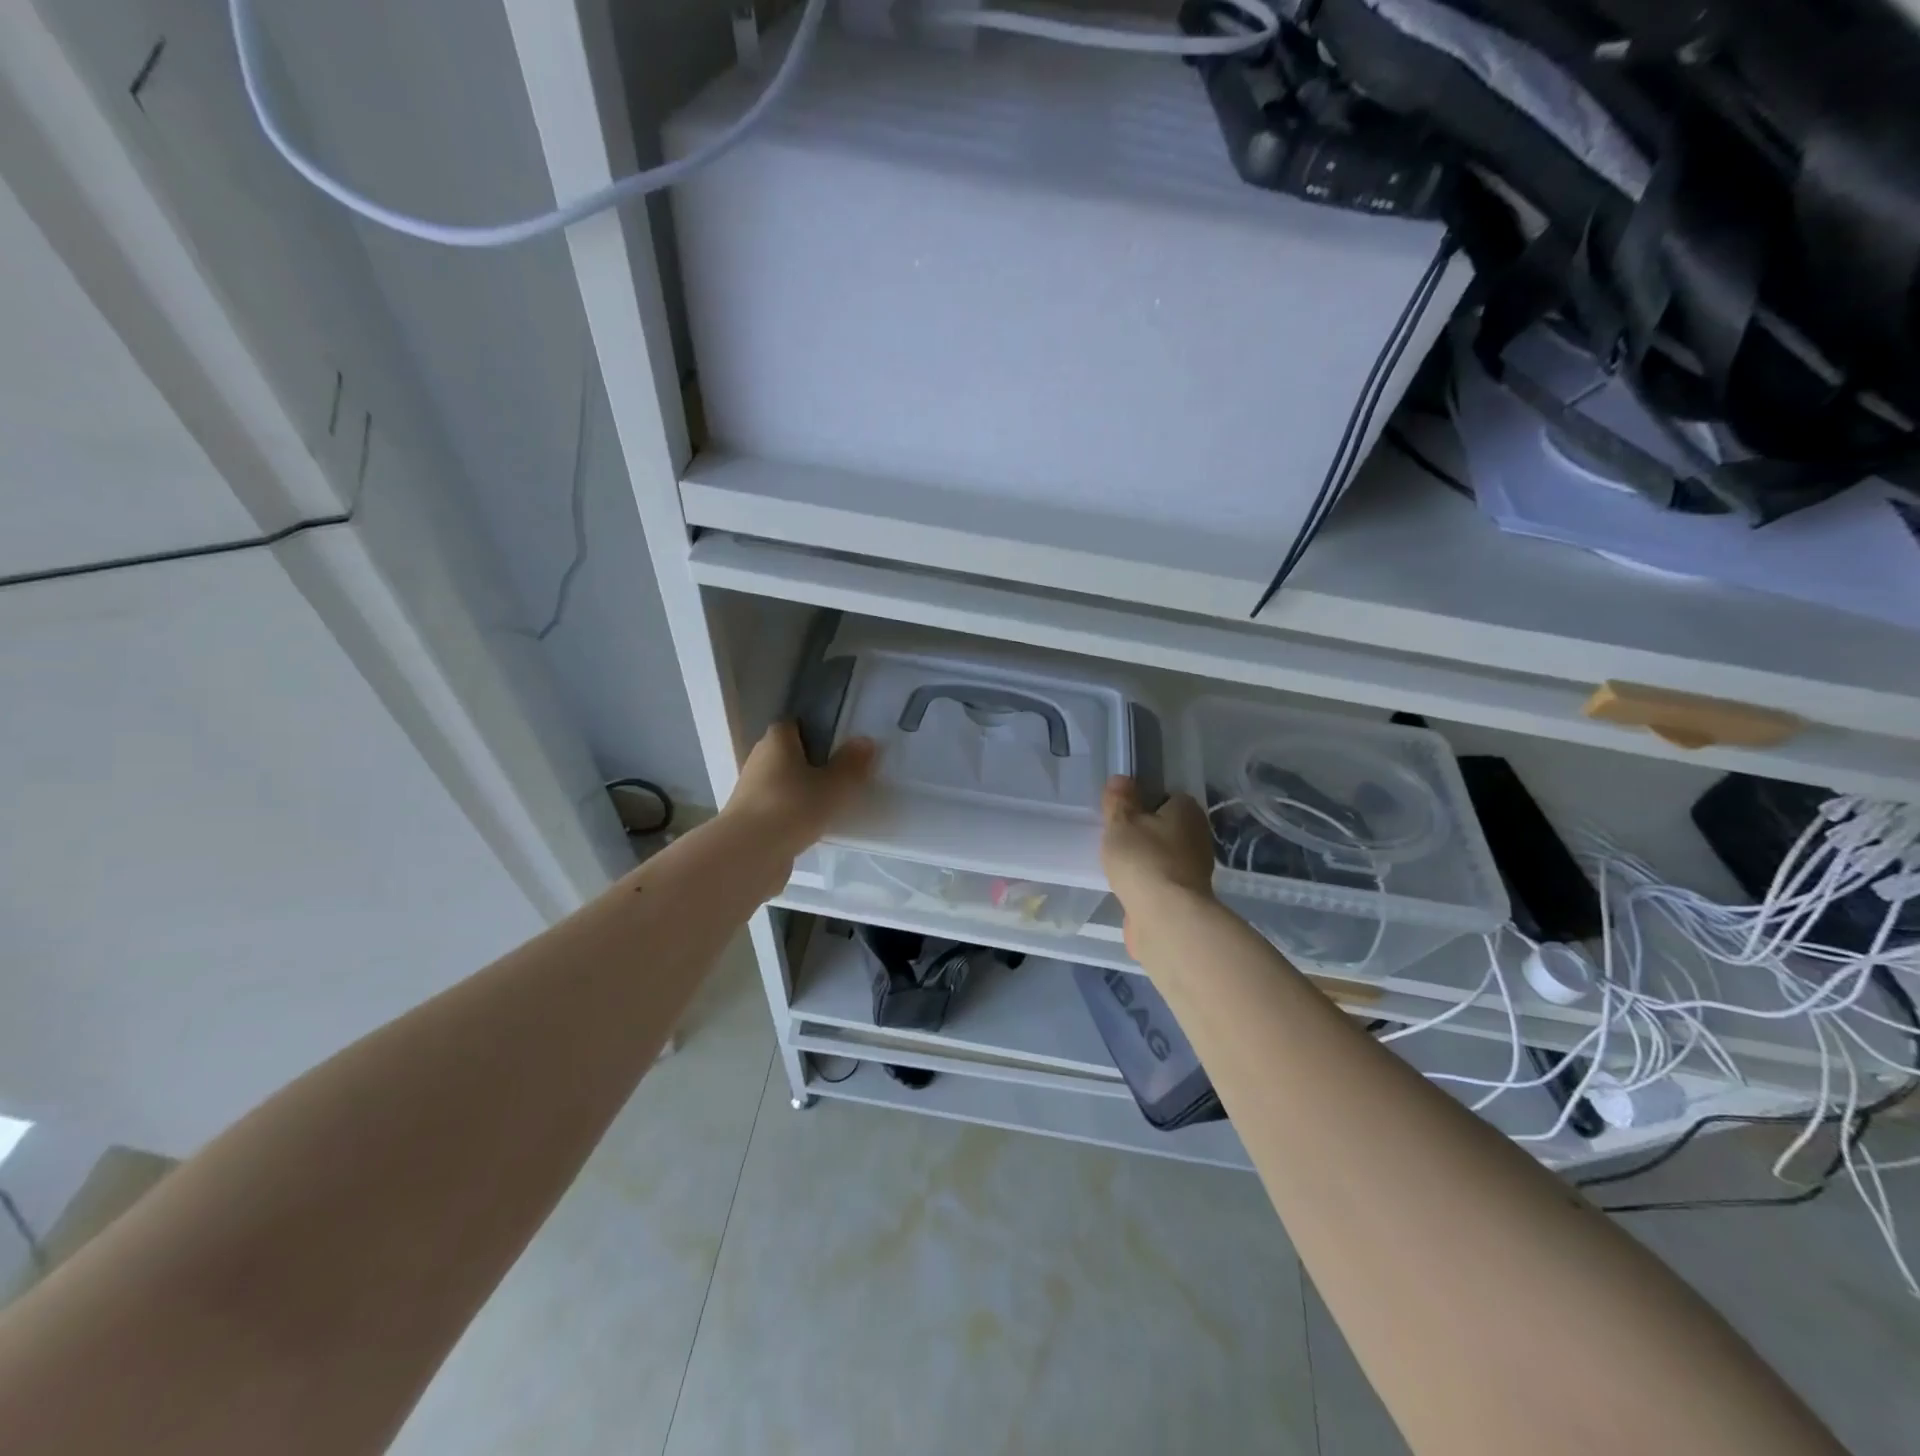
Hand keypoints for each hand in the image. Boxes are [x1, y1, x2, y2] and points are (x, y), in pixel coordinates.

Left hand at [721, 722, 876, 862]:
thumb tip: (865, 741)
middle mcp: (759, 759)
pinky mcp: (749, 819)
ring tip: (830, 803)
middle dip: (811, 762)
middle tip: (839, 775)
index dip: (815, 731)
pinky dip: (792, 813)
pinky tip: (811, 826)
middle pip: (787, 754)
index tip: (837, 745)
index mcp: (776, 741)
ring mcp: (750, 791)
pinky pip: (777, 807)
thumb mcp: (834, 785)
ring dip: (801, 790)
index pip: (793, 724)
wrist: (750, 853)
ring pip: (782, 783)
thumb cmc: (794, 806)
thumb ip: (851, 763)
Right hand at [1100, 777, 1215, 953]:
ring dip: (1147, 860)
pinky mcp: (1187, 897)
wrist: (1166, 918)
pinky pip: (1162, 881)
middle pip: (1167, 827)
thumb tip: (1121, 779)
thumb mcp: (1121, 822)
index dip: (1144, 802)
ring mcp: (1195, 869)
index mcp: (1187, 811)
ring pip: (1165, 855)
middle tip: (1117, 838)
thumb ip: (1119, 800)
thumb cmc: (1143, 859)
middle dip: (1145, 833)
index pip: (1167, 796)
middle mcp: (1198, 836)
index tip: (1123, 813)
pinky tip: (1128, 888)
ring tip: (1118, 865)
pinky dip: (1149, 884)